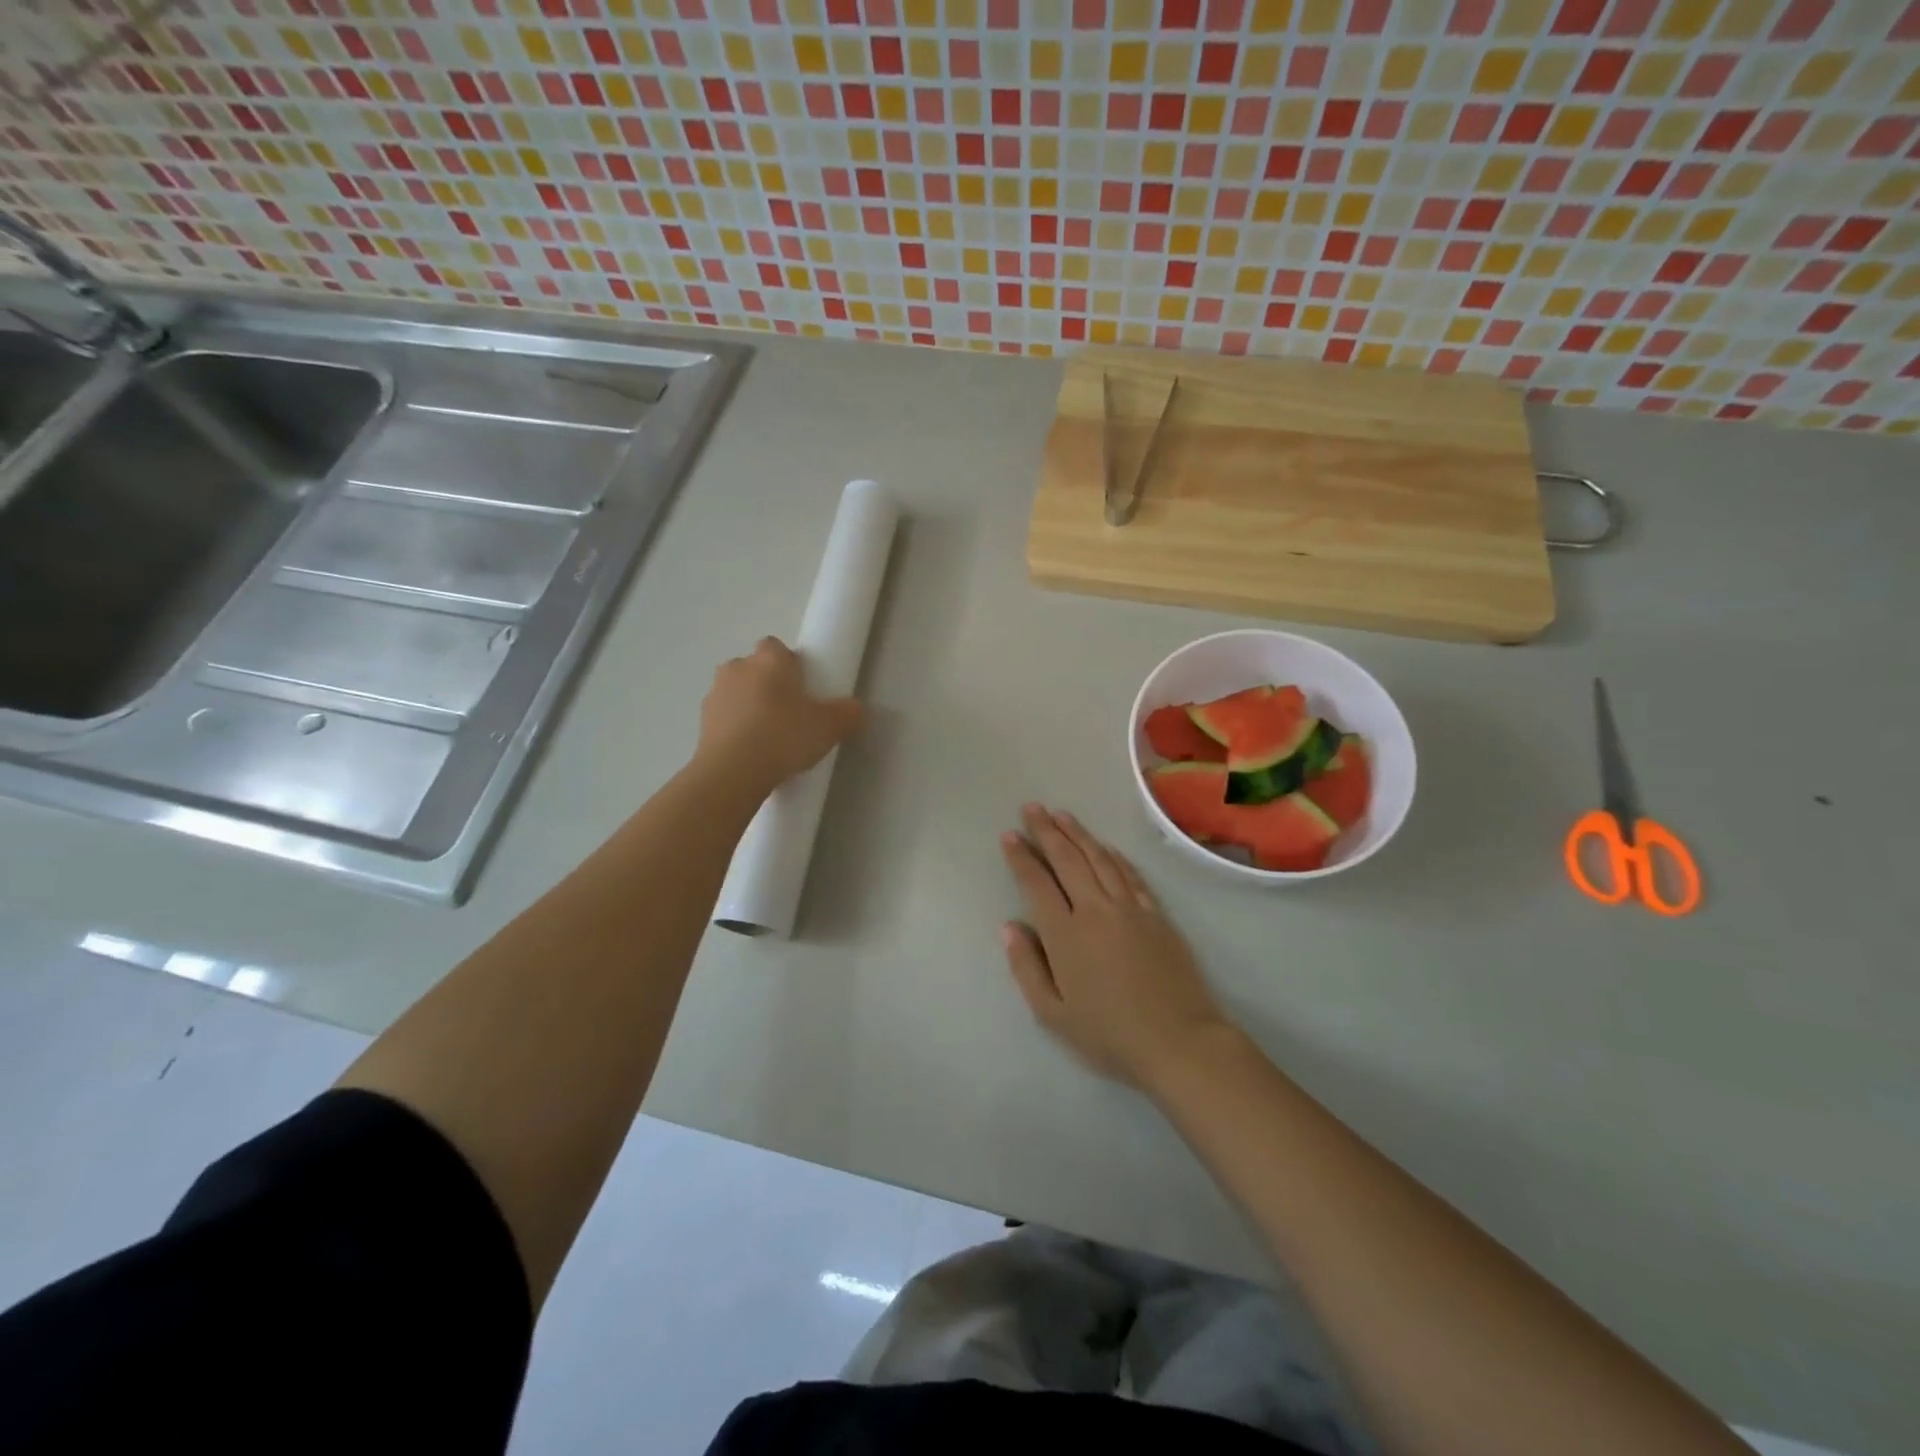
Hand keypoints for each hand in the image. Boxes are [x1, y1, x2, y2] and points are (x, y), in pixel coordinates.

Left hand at [697, 638, 862, 792]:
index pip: (776, 647)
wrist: (733, 772)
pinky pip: (724, 718)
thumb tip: (856, 710)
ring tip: (768, 737)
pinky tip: (751, 752)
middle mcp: (738, 668)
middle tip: (789, 713)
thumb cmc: (784, 736)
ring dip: (749, 706)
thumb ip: (847, 714)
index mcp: (769, 660)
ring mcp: (715, 694)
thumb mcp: (830, 727)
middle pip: (754, 668)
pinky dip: (735, 728)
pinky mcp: (702, 723)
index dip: (789, 664)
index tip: (802, 687)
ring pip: (736, 693)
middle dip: (768, 685)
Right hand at [999, 804, 1232, 1090]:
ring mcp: (1129, 908)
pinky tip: (1104, 846)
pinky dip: (1113, 855)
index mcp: (1065, 934)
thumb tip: (1009, 926)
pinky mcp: (1155, 914)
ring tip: (1061, 814)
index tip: (1009, 835)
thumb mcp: (1052, 1013)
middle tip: (1032, 808)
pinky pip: (1130, 874)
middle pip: (1067, 860)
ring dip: (1078, 834)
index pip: (1037, 883)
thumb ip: (1026, 967)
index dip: (1020, 857)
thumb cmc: (1108, 1034)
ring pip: (1098, 859)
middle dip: (1047, 831)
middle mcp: (1095, 910)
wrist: (1178, 1041)